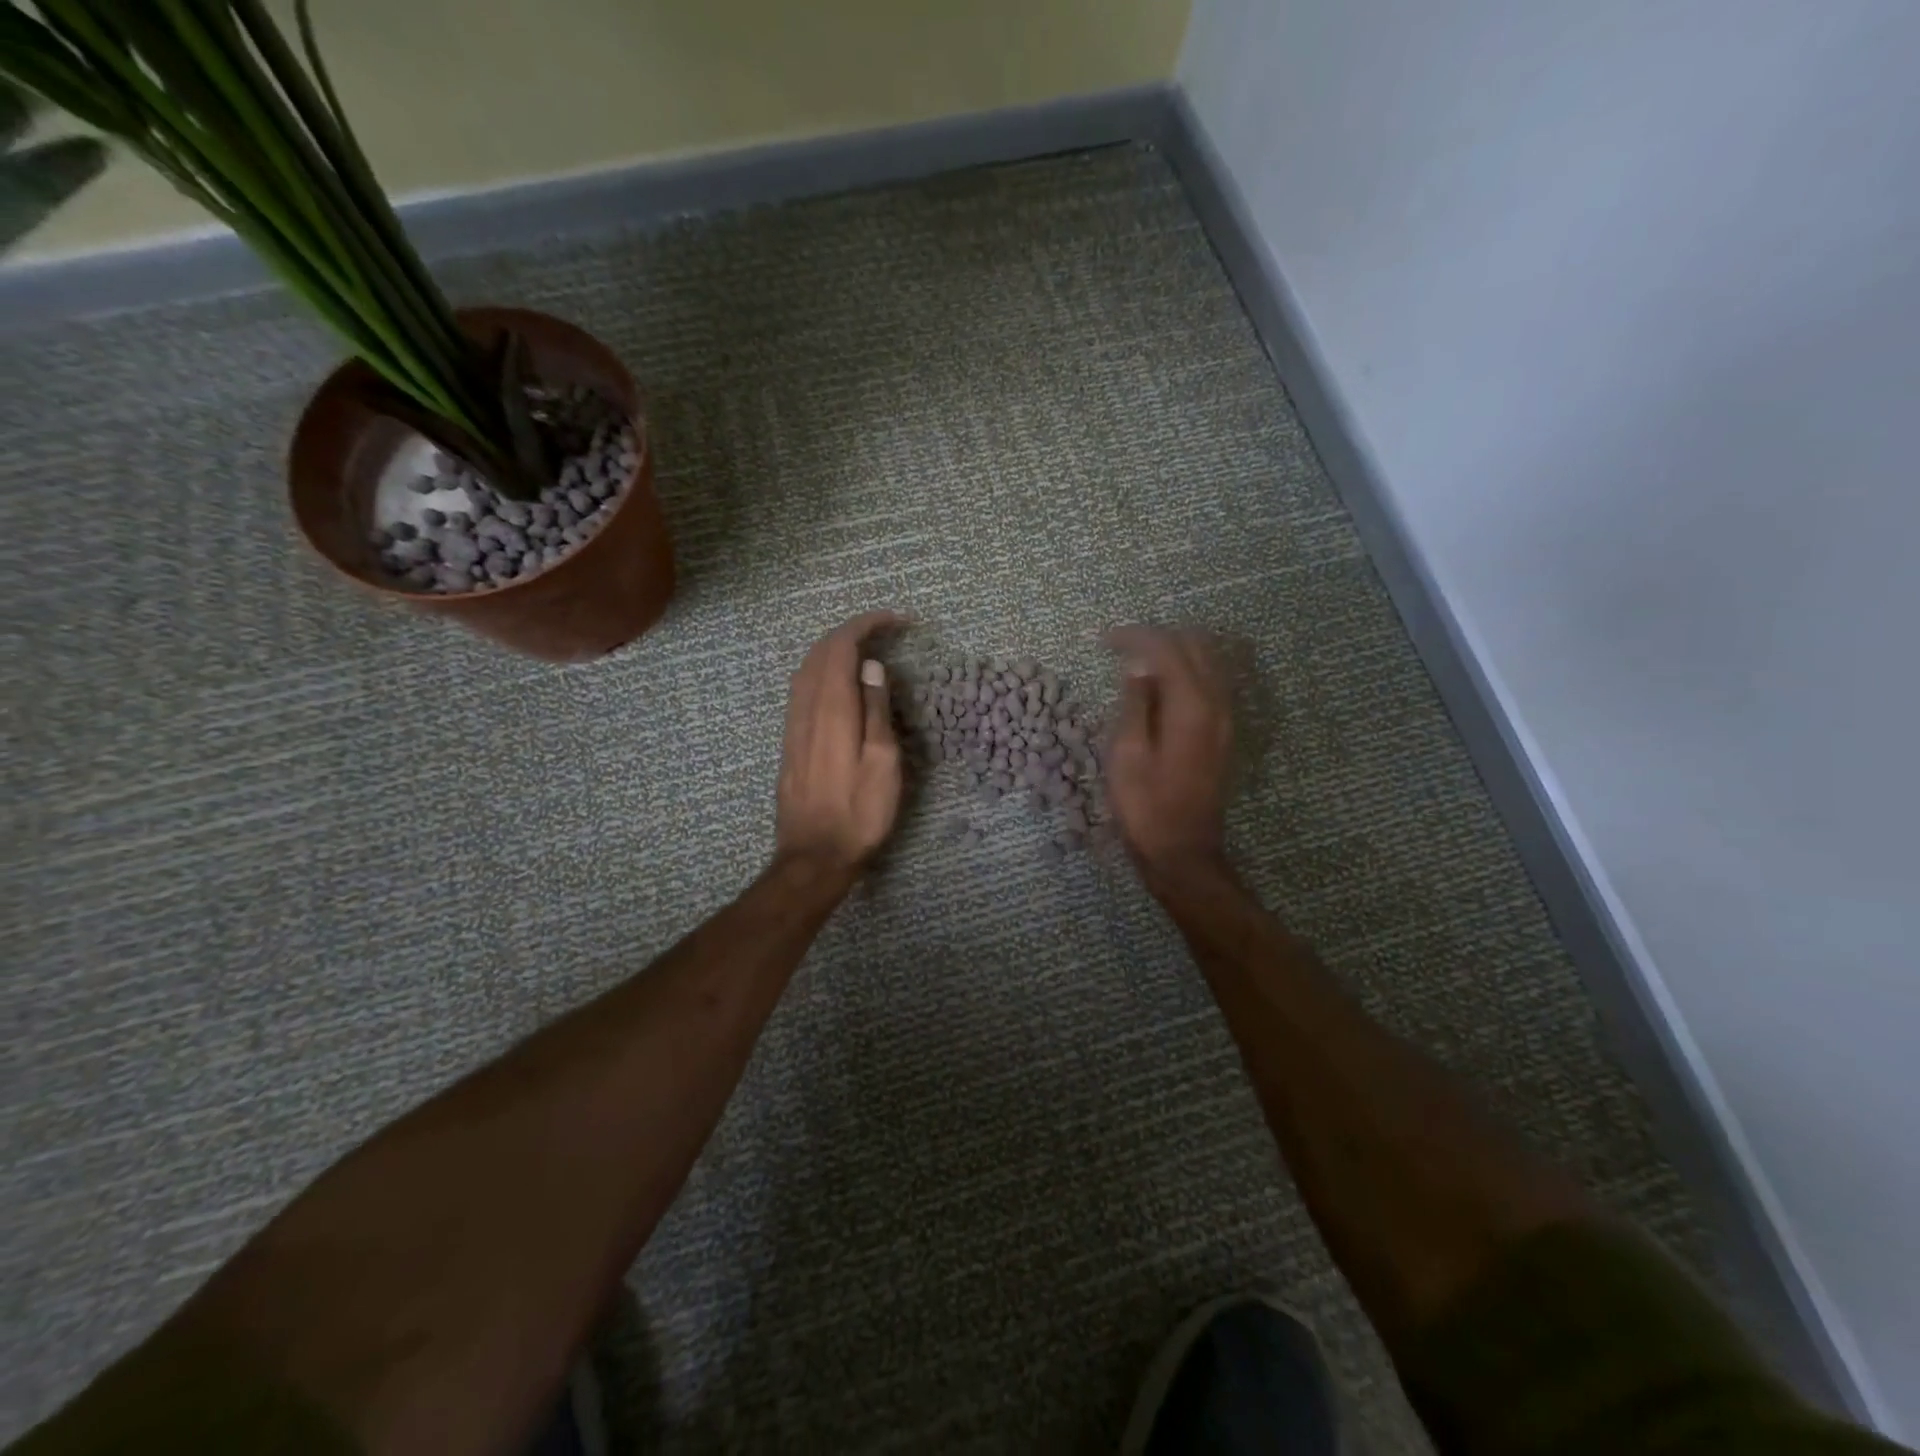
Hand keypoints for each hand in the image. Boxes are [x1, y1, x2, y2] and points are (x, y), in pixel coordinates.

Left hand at [775, 611, 904, 876]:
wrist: (814, 855)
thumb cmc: (860, 812)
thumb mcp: (882, 762)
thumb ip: (876, 709)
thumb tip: (872, 666)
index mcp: (832, 708)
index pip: (841, 647)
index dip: (866, 625)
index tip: (897, 621)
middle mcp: (805, 708)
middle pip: (820, 652)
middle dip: (850, 631)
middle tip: (884, 631)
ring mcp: (793, 725)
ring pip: (806, 669)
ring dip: (834, 649)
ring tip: (865, 650)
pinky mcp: (790, 742)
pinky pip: (801, 689)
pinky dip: (822, 671)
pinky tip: (838, 683)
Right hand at [1103, 625, 1233, 881]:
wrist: (1182, 850)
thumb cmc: (1145, 805)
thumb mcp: (1127, 752)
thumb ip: (1135, 702)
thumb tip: (1139, 666)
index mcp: (1191, 705)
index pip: (1167, 648)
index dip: (1135, 637)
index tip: (1104, 640)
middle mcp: (1217, 703)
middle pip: (1195, 645)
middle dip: (1157, 637)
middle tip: (1120, 648)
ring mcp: (1226, 718)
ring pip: (1208, 661)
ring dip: (1174, 651)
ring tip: (1138, 661)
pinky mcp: (1224, 732)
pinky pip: (1211, 682)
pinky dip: (1186, 670)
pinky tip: (1161, 684)